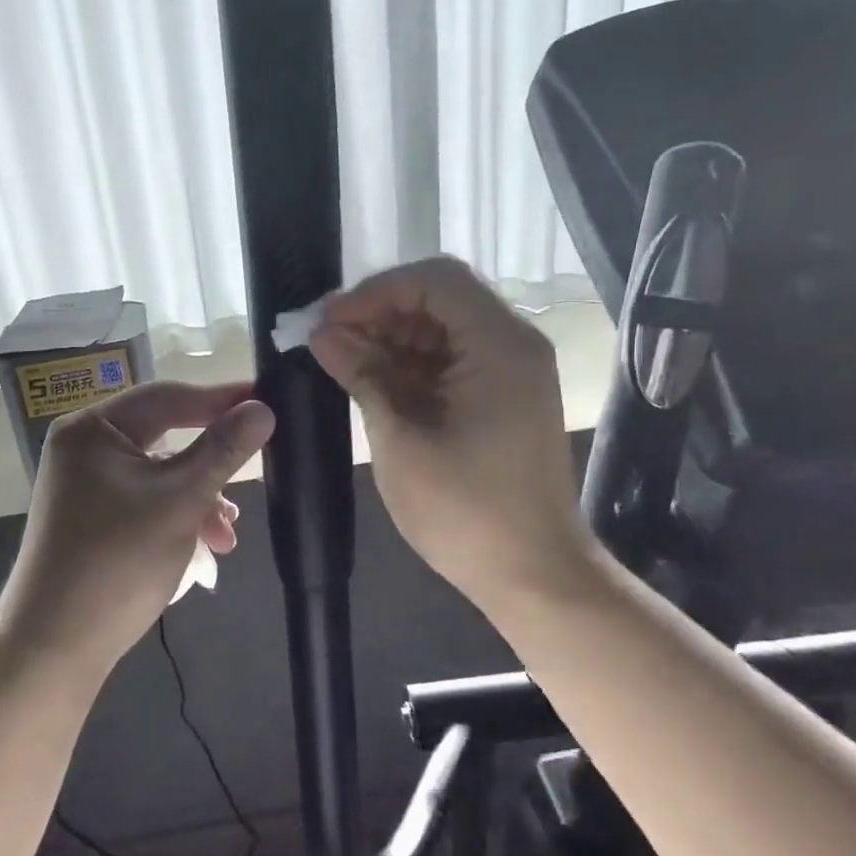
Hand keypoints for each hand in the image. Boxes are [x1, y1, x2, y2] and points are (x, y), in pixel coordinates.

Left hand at [0, 381, 275, 669]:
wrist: (55, 645)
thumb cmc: (118, 562)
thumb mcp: (181, 501)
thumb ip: (223, 450)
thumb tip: (262, 408)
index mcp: (93, 428)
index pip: (169, 397)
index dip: (222, 398)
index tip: (270, 399)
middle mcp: (84, 446)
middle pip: (165, 434)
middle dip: (212, 462)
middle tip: (256, 466)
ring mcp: (86, 483)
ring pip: (160, 472)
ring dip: (200, 497)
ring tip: (228, 534)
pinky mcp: (93, 515)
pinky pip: (146, 498)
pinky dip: (178, 515)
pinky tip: (206, 545)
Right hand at [309, 258, 597, 610]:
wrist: (533, 574)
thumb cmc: (465, 511)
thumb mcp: (401, 439)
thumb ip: (363, 376)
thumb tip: (323, 335)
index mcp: (498, 346)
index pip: (433, 281)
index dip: (374, 292)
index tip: (327, 321)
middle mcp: (512, 345)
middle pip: (439, 300)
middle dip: (378, 313)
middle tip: (325, 341)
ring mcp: (510, 373)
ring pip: (441, 331)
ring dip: (389, 340)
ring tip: (339, 362)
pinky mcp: (502, 399)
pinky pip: (450, 362)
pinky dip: (409, 366)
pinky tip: (370, 382)